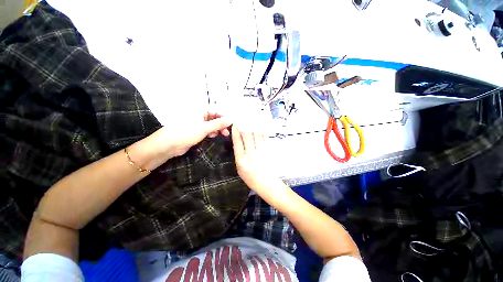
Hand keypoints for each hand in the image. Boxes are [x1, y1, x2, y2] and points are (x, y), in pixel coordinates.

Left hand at [157, 111, 232, 157]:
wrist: (168, 145)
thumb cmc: (186, 132)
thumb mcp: (204, 128)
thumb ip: (219, 124)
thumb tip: (231, 119)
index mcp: (200, 110)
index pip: (216, 111)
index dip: (225, 117)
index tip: (232, 124)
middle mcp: (199, 115)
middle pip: (215, 118)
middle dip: (222, 124)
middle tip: (227, 132)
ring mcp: (198, 123)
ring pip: (212, 124)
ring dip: (217, 129)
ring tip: (221, 134)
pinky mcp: (196, 130)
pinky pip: (207, 129)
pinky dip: (211, 132)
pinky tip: (212, 136)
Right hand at [231, 125, 278, 190]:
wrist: (267, 184)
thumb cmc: (251, 178)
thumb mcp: (240, 169)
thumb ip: (239, 155)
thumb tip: (239, 141)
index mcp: (241, 161)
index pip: (237, 143)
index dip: (235, 132)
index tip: (235, 125)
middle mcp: (251, 155)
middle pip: (247, 136)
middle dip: (244, 125)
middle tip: (243, 119)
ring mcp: (261, 152)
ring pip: (257, 135)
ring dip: (254, 125)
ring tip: (252, 119)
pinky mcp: (269, 151)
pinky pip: (265, 138)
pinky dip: (262, 131)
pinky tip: (260, 126)